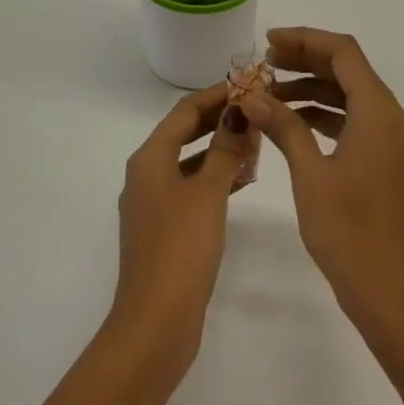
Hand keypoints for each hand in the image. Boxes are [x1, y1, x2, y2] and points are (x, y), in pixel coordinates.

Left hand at [110, 84, 264, 374]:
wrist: (156, 321)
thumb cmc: (181, 248)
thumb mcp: (208, 192)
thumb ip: (225, 150)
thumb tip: (238, 113)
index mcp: (150, 159)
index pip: (185, 111)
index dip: (217, 94)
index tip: (250, 83)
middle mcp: (145, 174)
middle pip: (184, 133)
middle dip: (219, 119)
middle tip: (258, 108)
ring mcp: (152, 203)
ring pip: (188, 161)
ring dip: (219, 148)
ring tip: (257, 141)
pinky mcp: (163, 228)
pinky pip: (190, 187)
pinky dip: (214, 176)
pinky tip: (242, 181)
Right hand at [245, 28, 403, 329]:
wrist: (390, 291)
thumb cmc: (348, 232)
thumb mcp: (310, 174)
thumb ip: (284, 127)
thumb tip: (251, 95)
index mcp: (380, 113)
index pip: (344, 53)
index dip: (305, 40)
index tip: (268, 43)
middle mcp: (395, 118)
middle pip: (349, 71)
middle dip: (306, 62)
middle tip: (264, 66)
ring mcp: (396, 142)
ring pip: (353, 98)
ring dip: (313, 91)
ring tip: (269, 96)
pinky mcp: (391, 162)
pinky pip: (358, 123)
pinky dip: (326, 116)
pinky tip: (293, 125)